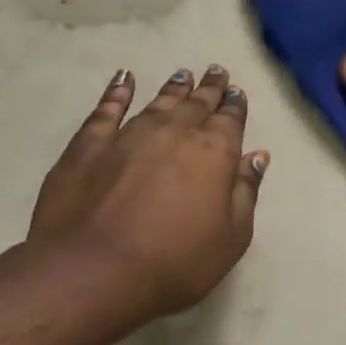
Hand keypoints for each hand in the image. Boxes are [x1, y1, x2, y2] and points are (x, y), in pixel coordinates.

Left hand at [28, 65, 267, 320]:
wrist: (92, 272)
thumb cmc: (175, 262)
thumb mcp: (231, 237)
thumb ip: (245, 192)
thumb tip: (257, 157)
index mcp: (215, 152)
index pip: (231, 119)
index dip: (235, 105)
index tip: (237, 92)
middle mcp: (175, 132)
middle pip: (197, 103)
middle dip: (210, 88)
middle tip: (216, 72)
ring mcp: (129, 135)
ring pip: (158, 102)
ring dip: (174, 88)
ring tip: (182, 76)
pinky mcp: (88, 146)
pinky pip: (106, 110)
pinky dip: (116, 92)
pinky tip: (123, 79)